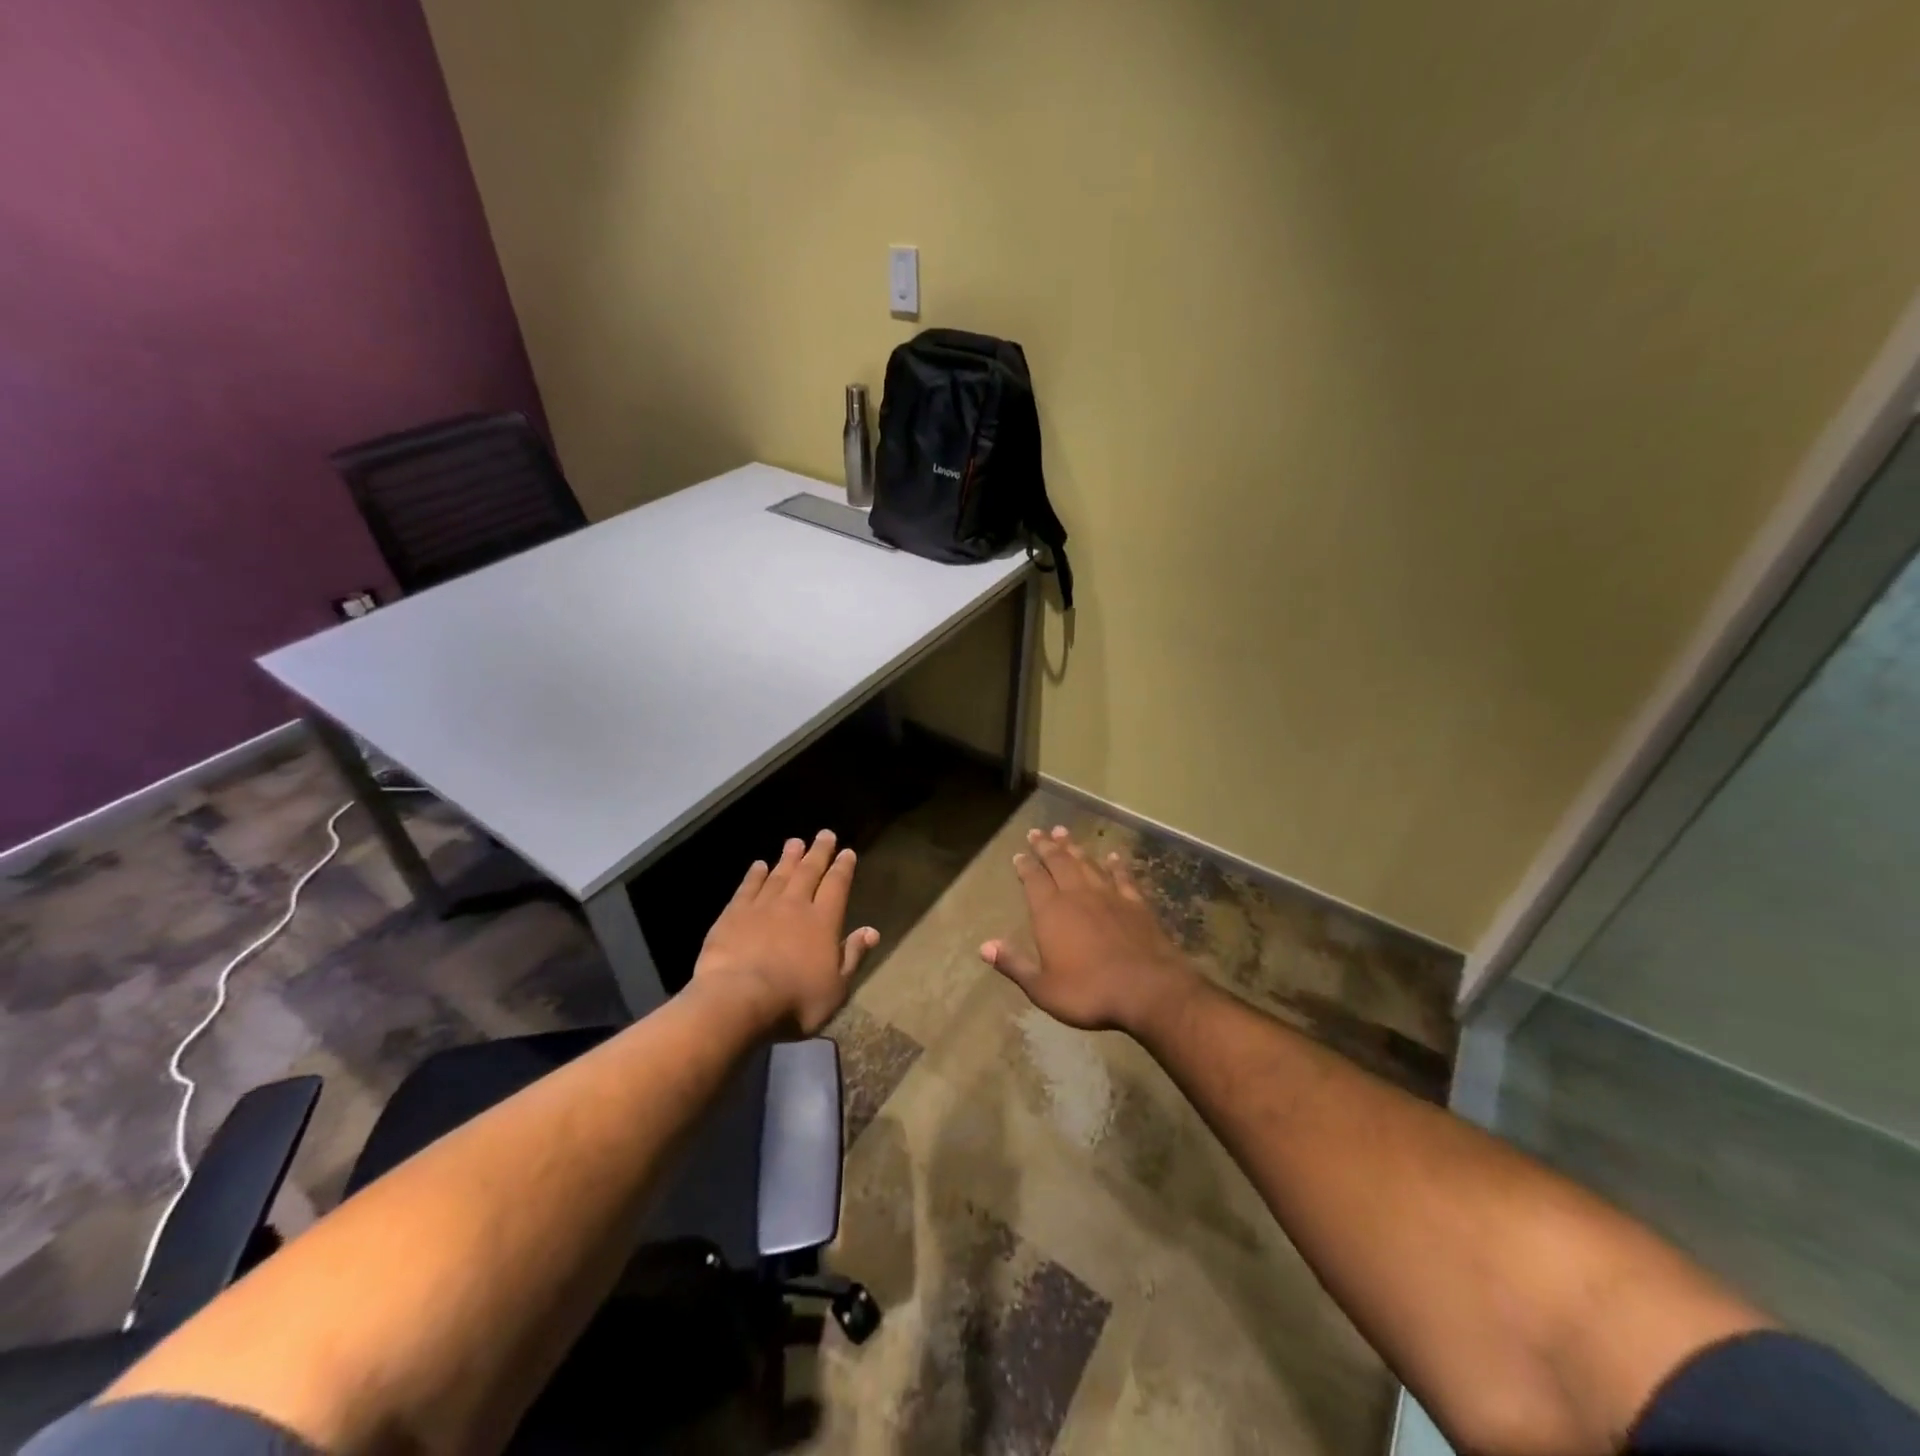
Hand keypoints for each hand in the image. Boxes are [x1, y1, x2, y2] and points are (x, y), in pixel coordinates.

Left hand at [691, 830, 880, 1036]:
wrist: (739, 1000)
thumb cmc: (795, 1001)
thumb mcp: (836, 988)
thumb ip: (853, 955)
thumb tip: (872, 931)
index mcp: (823, 921)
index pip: (837, 886)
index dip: (843, 868)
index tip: (847, 852)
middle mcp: (795, 905)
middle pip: (809, 872)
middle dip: (819, 852)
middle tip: (825, 834)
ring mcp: (762, 907)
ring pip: (780, 874)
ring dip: (789, 857)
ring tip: (795, 842)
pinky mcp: (733, 915)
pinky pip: (748, 888)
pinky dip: (755, 875)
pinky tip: (759, 865)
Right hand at [980, 826, 1197, 1034]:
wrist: (1147, 989)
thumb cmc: (1089, 992)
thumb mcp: (1043, 988)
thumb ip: (1014, 964)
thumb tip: (984, 946)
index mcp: (1050, 912)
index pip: (1033, 880)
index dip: (1025, 866)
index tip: (1019, 853)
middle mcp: (1077, 895)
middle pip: (1059, 863)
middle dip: (1046, 847)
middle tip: (1037, 832)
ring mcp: (1109, 896)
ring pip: (1087, 863)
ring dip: (1074, 847)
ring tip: (1063, 833)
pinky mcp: (1135, 904)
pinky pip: (1122, 877)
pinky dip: (1116, 865)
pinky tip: (1113, 857)